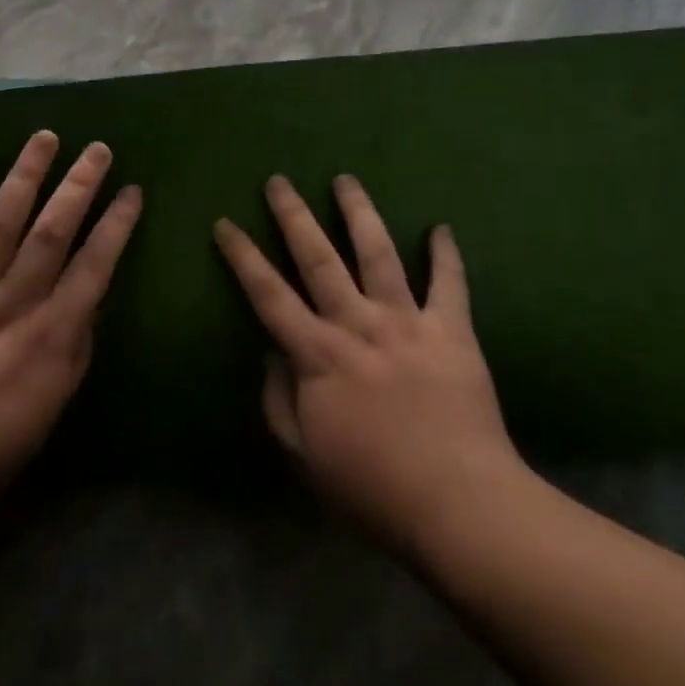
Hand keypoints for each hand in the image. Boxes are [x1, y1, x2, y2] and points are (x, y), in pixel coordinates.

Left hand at [0, 131, 141, 516]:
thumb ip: (77, 344)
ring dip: (27, 175)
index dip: (117, 224)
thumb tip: (90, 298)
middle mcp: (15, 300)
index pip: (95, 264)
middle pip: (53, 230)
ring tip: (45, 138)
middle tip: (97, 149)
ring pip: (3, 220)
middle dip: (79, 186)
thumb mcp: (55, 400)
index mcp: (52, 330)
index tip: (132, 191)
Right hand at [214, 174, 528, 555]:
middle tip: (279, 180)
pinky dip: (446, 254)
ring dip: (359, 213)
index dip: (243, 256)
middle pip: (318, 258)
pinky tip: (441, 227)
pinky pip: (450, 284)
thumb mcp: (304, 455)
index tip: (225, 223)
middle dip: (294, 215)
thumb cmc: (372, 488)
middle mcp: (358, 325)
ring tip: (345, 179)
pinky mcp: (452, 331)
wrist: (459, 506)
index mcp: (318, 355)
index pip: (269, 294)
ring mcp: (407, 322)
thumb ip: (279, 400)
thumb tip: (271, 353)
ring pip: (379, 253)